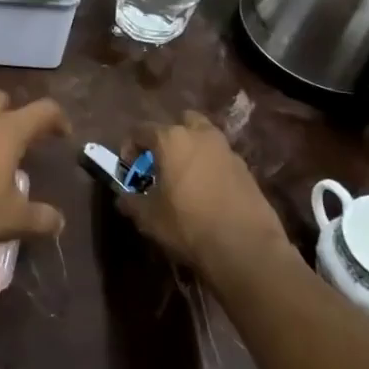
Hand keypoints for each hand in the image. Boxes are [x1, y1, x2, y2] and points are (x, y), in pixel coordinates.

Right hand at [120, 111, 293, 280]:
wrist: (245, 247)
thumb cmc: (188, 225)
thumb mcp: (149, 218)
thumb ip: (131, 202)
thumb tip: (123, 198)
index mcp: (171, 140)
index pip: (141, 130)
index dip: (130, 147)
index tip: (129, 168)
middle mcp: (200, 135)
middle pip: (180, 122)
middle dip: (168, 137)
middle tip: (162, 162)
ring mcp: (226, 149)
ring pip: (204, 137)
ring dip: (192, 149)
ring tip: (185, 176)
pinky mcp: (246, 168)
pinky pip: (221, 157)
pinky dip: (211, 166)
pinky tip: (207, 191)